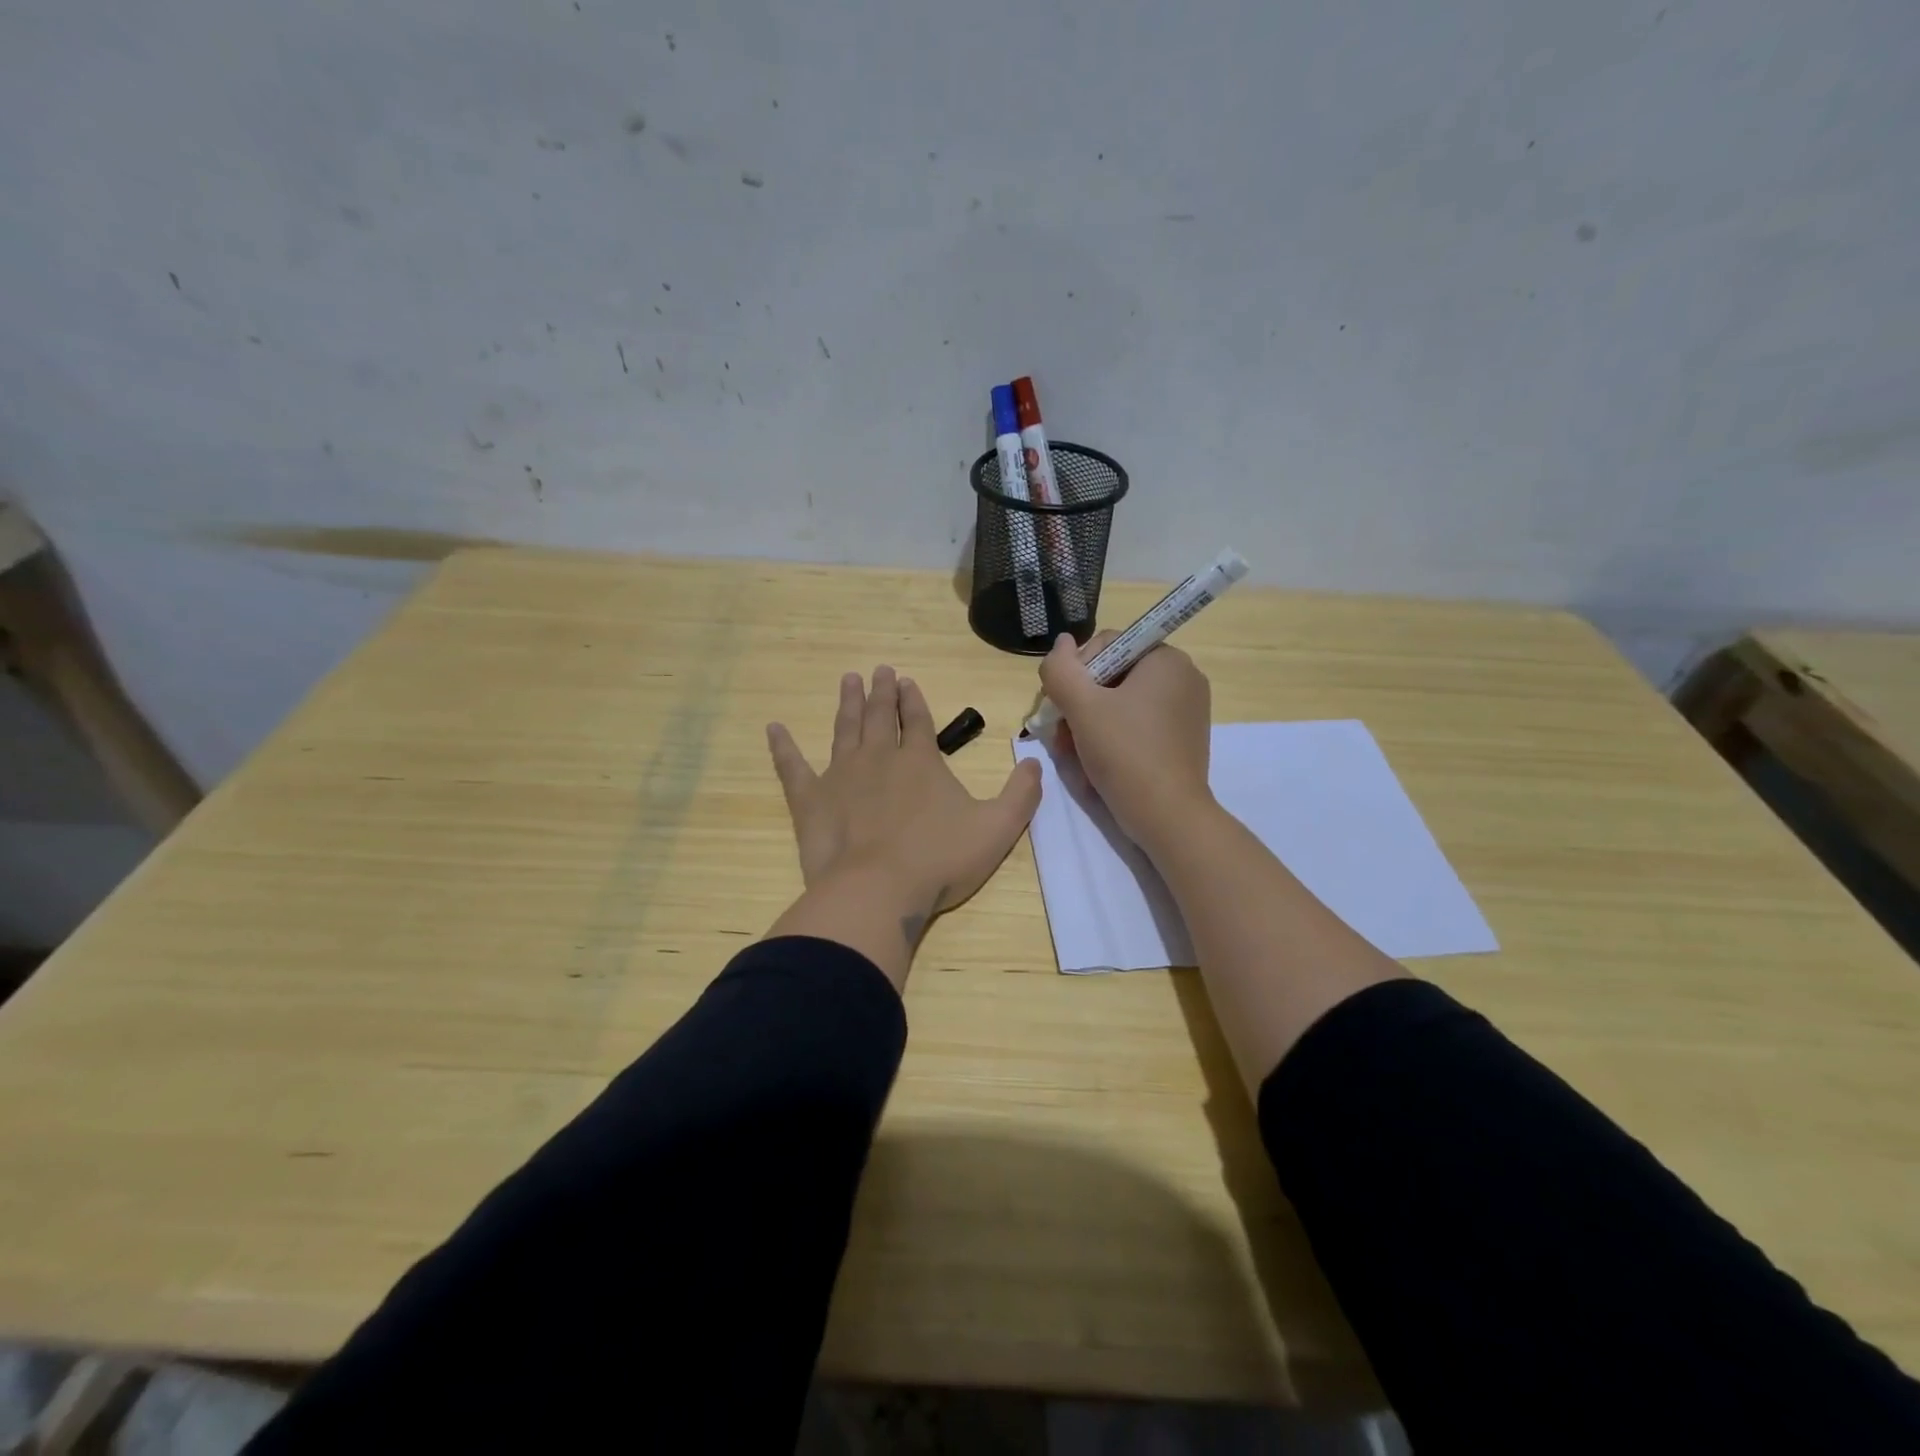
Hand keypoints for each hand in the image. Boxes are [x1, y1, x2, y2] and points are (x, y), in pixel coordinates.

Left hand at [764, 666, 1041, 985]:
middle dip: (880, 691)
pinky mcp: (810, 801)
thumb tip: (1035, 762)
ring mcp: (840, 776)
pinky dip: (782, 747)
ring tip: (847, 680)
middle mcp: (878, 758)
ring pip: (843, 730)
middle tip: (878, 670)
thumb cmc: (939, 860)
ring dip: (846, 704)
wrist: (878, 891)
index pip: (917, 720)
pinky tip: (773, 728)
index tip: (907, 679)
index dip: (913, 699)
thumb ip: (1021, 794)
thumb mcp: (997, 828)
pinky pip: (792, 768)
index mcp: (920, 761)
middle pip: (878, 716)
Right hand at [1038, 632, 1214, 849]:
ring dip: (1090, 724)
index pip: (1107, 645)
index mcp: (1166, 659)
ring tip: (1072, 753)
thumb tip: (1061, 643)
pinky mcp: (1182, 739)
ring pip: (1121, 704)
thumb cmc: (1125, 753)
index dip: (1076, 672)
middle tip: (1061, 735)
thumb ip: (1061, 669)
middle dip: (1080, 704)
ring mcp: (1186, 710)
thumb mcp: (1082, 707)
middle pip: (1112, 676)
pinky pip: (1138, 725)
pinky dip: (1113, 738)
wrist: (1168, 817)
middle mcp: (1183, 677)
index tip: (1062, 706)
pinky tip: (1095, 762)